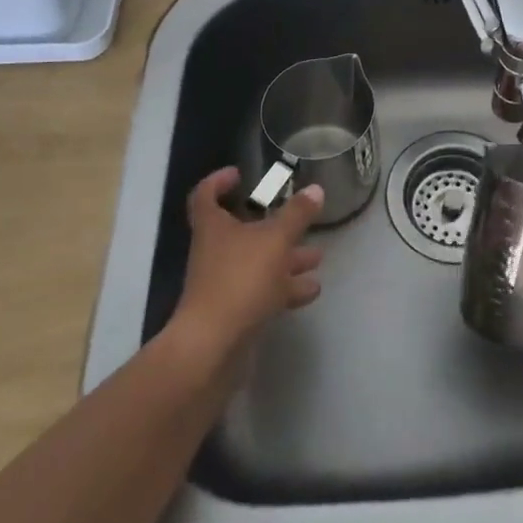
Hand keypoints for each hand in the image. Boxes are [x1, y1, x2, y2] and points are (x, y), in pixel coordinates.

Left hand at [170, 167, 323, 360]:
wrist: (212, 348)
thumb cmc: (240, 281)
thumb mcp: (275, 240)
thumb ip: (296, 215)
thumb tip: (315, 190)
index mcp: (214, 228)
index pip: (205, 196)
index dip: (219, 181)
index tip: (240, 174)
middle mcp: (215, 252)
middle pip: (240, 231)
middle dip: (273, 224)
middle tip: (297, 217)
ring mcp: (224, 285)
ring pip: (258, 263)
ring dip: (286, 259)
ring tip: (317, 257)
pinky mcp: (234, 313)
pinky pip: (263, 292)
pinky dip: (286, 289)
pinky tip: (311, 290)